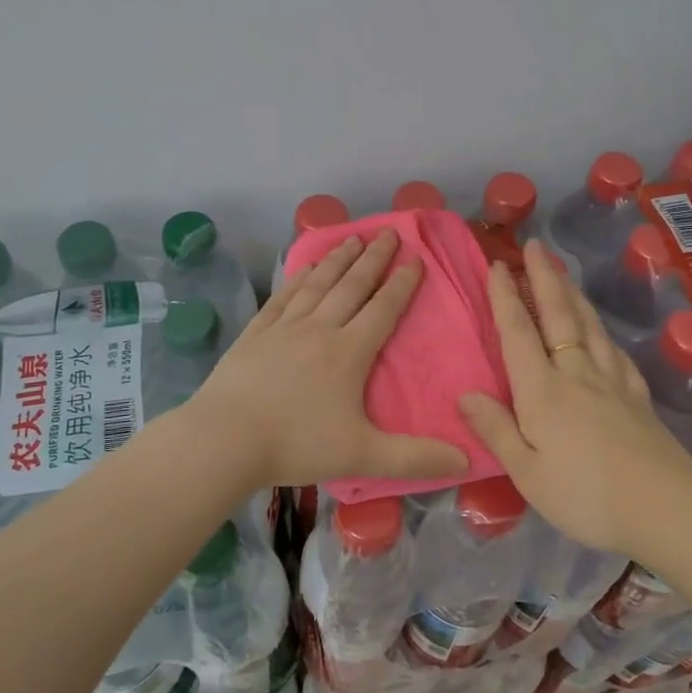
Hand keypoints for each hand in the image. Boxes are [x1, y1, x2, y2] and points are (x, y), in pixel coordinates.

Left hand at [182, 230, 470, 489]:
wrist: (225, 440)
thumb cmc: (297, 445)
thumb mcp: (363, 456)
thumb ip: (414, 459)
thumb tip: (466, 460)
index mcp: (349, 353)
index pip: (383, 309)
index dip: (402, 284)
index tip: (416, 259)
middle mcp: (319, 330)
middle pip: (352, 286)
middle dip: (373, 259)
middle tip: (388, 232)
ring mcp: (283, 328)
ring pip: (317, 285)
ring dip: (337, 260)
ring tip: (353, 238)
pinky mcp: (255, 334)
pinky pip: (282, 298)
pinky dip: (297, 280)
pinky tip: (303, 268)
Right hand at [458, 239, 691, 556]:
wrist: (666, 509)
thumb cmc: (586, 496)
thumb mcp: (528, 473)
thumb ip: (496, 430)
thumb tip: (464, 393)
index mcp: (543, 391)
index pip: (519, 333)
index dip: (506, 298)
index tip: (498, 265)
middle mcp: (577, 374)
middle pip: (558, 315)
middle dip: (544, 277)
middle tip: (534, 246)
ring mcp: (612, 381)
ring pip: (588, 325)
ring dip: (572, 293)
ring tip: (562, 272)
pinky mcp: (637, 395)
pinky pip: (614, 350)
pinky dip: (601, 330)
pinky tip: (600, 330)